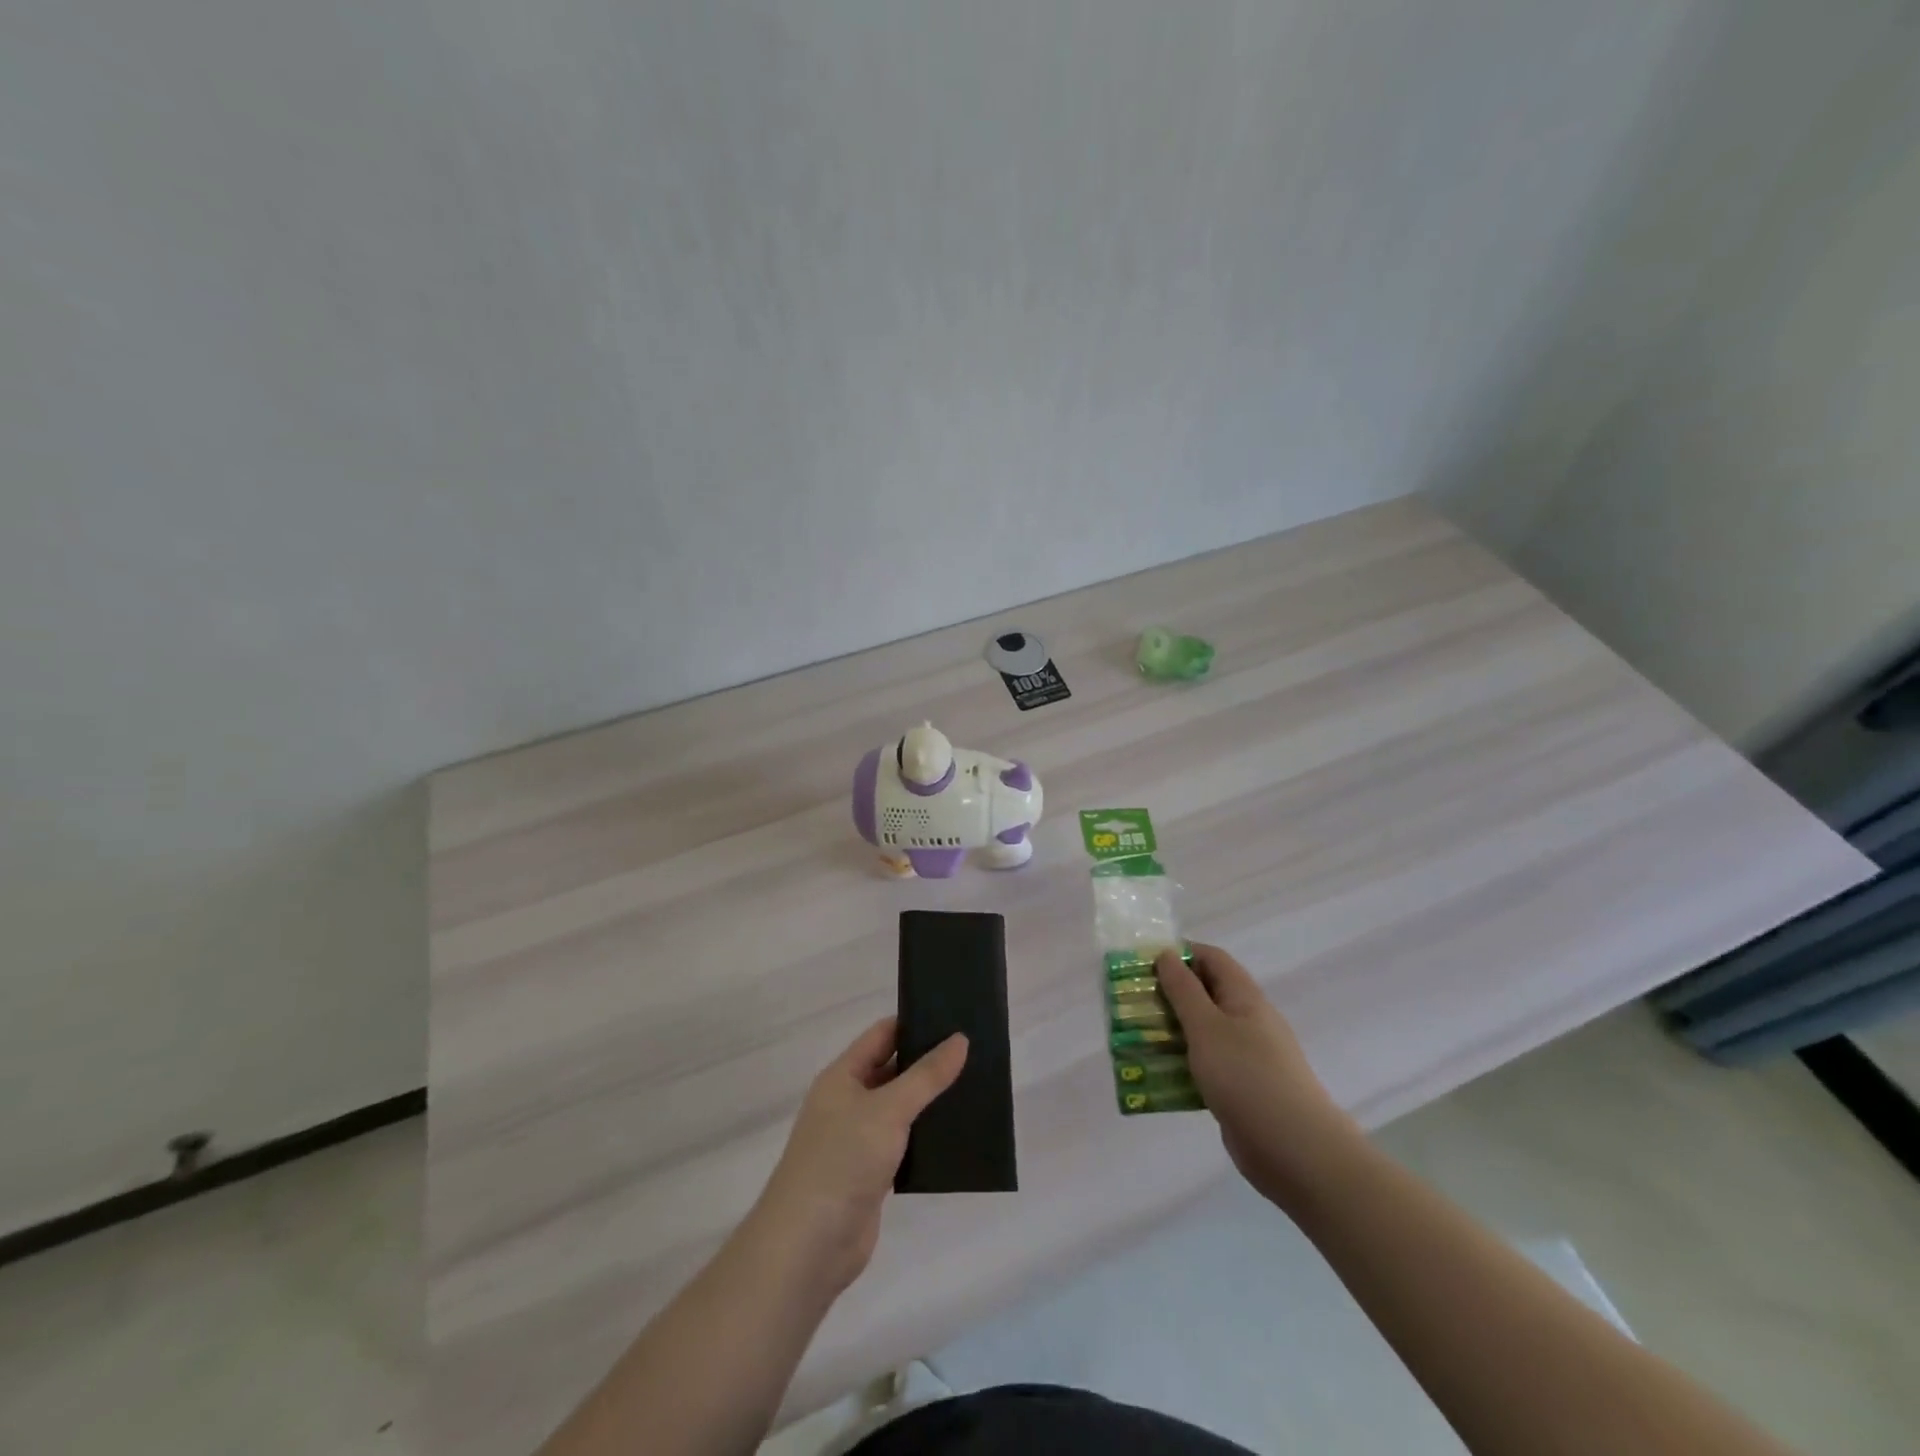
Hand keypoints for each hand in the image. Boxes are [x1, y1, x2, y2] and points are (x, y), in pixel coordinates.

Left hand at [749, 1018, 966, 1294]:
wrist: (808, 1246)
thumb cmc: (843, 1161)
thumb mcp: (888, 1110)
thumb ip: (926, 1076)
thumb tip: (960, 1039)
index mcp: (842, 1076)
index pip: (882, 1035)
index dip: (915, 1024)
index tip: (954, 1018)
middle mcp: (848, 1102)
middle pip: (892, 1070)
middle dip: (928, 1063)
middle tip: (975, 1053)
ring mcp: (858, 1140)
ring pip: (900, 1109)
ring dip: (929, 1102)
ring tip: (975, 1088)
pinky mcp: (870, 1175)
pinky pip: (903, 1144)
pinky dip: (925, 1138)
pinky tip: (957, 1135)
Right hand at [1156, 943, 1357, 1207]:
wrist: (1295, 1150)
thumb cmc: (1247, 1076)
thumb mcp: (1207, 1026)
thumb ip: (1184, 990)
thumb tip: (1167, 954)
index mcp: (1244, 997)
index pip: (1211, 958)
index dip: (1178, 954)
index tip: (1143, 964)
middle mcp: (1247, 1020)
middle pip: (1204, 994)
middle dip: (1167, 994)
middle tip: (1132, 1003)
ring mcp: (1245, 1056)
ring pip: (1201, 1031)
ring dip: (1170, 1031)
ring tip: (1135, 1038)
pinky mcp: (1240, 1088)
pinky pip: (1205, 1065)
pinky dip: (1181, 1064)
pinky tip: (1156, 1076)